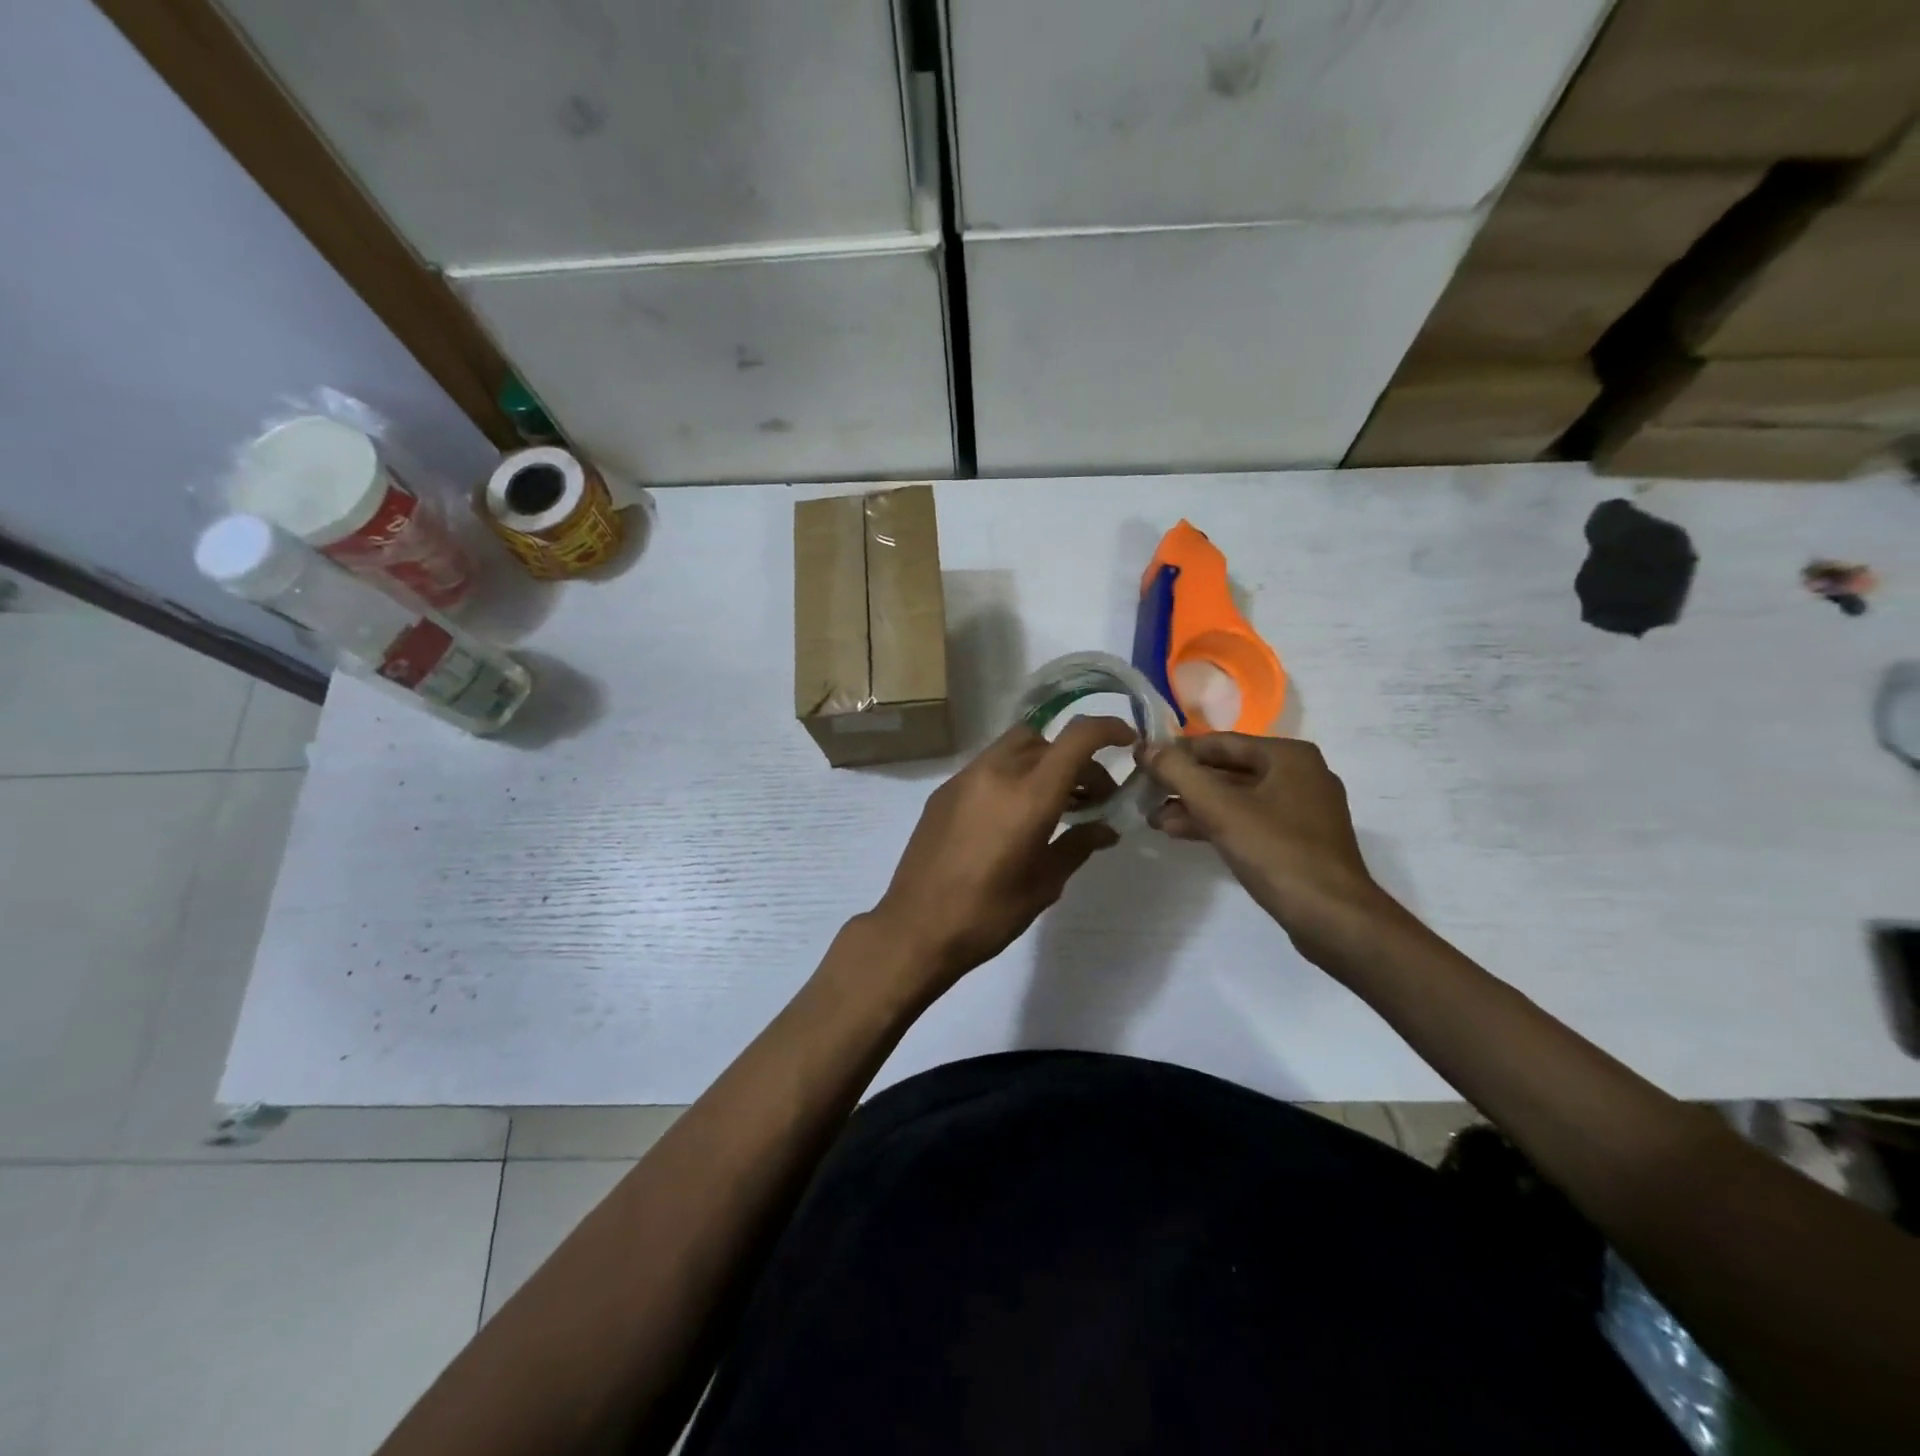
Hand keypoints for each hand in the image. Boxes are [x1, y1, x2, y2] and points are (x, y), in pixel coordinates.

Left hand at [867, 717, 1136, 995]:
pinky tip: (1014, 814)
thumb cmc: (988, 914)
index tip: (1127, 742)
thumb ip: (1078, 845)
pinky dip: (1013, 774)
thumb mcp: (1044, 884)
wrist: (915, 928)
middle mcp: (996, 773)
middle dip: (1076, 759)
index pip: (1077, 738)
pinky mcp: (943, 792)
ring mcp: (965, 778)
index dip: (1108, 729)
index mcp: (1029, 795)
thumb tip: (1105, 829)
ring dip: (1043, 763)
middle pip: (1047, 740)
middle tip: (1092, 798)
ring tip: (1056, 804)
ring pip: (1015, 747)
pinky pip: (989, 766)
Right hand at [1144, 734, 1405, 968]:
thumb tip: (1147, 747)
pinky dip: (1217, 824)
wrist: (1333, 918)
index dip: (1178, 752)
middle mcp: (1300, 774)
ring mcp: (1302, 809)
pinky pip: (1249, 821)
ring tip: (1155, 819)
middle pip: (1228, 770)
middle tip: (1145, 795)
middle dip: (1185, 784)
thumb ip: (1178, 772)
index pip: (1220, 742)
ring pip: (1236, 798)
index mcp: (1288, 756)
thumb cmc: (1276, 852)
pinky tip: (1182, 833)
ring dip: (1195, 807)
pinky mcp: (1299, 841)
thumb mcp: (1219, 808)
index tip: (1143, 764)